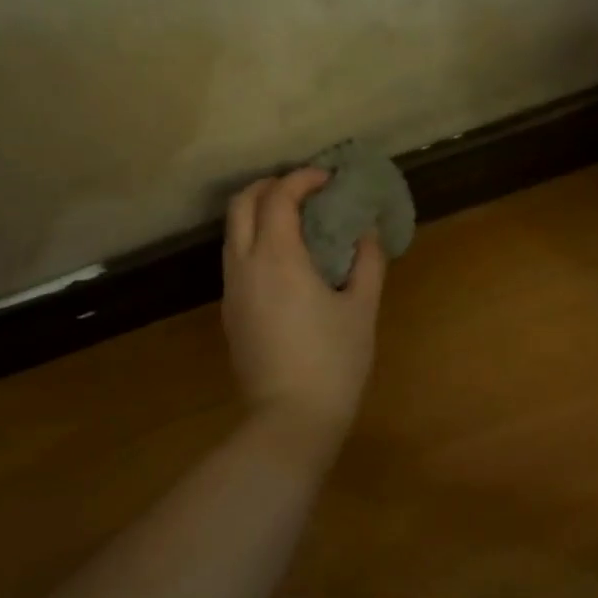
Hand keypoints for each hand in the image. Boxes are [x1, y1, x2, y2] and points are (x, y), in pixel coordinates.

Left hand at [222, 168, 386, 445]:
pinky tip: (285, 259)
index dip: (303, 178)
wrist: (290, 419)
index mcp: (277, 258)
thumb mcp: (362, 309)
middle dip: (270, 186)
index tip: (329, 178)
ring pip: (233, 231)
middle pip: (241, 203)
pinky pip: (235, 257)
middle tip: (305, 190)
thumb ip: (367, 262)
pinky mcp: (230, 312)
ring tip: (297, 220)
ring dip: (259, 212)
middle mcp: (245, 265)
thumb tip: (366, 232)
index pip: (279, 197)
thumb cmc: (334, 361)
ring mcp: (232, 289)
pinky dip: (255, 239)